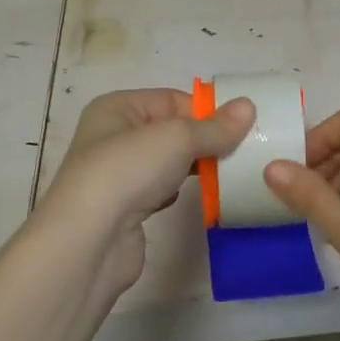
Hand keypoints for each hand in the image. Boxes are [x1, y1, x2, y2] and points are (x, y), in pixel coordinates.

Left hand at [43, 88, 254, 302]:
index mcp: (117, 108)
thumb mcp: (177, 138)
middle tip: (242, 151)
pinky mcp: (125, 208)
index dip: (206, 111)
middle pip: (170, 130)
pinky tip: (197, 198)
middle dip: (204, 140)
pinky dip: (179, 191)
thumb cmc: (128, 171)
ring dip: (196, 167)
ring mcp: (117, 174)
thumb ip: (215, 126)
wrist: (90, 240)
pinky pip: (161, 190)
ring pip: (167, 162)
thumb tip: (249, 106)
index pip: (172, 99)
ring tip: (227, 173)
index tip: (241, 128)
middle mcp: (112, 136)